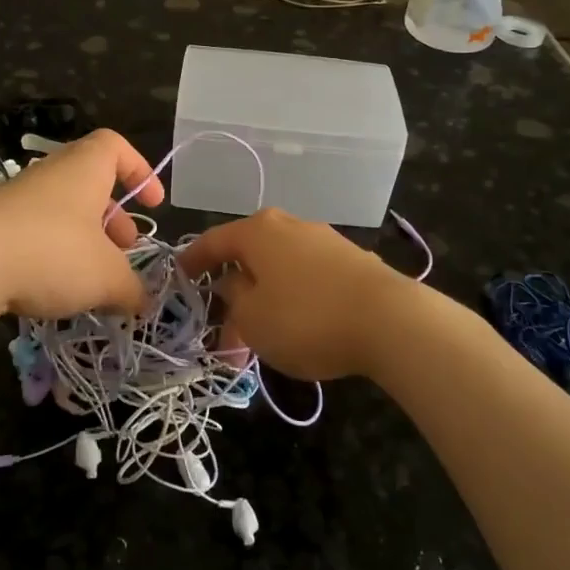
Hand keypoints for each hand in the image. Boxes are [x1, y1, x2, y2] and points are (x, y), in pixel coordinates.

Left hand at [0, 128, 162, 319]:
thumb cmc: (51, 253)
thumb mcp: (106, 277)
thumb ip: (131, 289)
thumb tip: (143, 302)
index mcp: (83, 169)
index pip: (115, 147)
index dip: (140, 170)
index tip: (153, 204)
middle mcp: (50, 175)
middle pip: (90, 184)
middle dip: (114, 217)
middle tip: (126, 250)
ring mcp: (17, 200)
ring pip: (62, 212)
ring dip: (84, 240)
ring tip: (94, 279)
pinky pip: (34, 234)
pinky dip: (52, 255)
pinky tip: (55, 290)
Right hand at [178, 209, 421, 380]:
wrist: (391, 321)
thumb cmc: (306, 318)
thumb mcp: (253, 319)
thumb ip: (234, 299)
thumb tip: (233, 284)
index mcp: (258, 231)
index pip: (213, 241)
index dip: (193, 260)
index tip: (179, 277)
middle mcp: (290, 226)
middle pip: (249, 257)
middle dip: (233, 295)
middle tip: (223, 331)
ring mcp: (324, 241)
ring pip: (280, 271)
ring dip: (264, 303)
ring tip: (260, 343)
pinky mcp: (352, 262)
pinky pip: (308, 279)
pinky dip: (293, 301)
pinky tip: (297, 330)